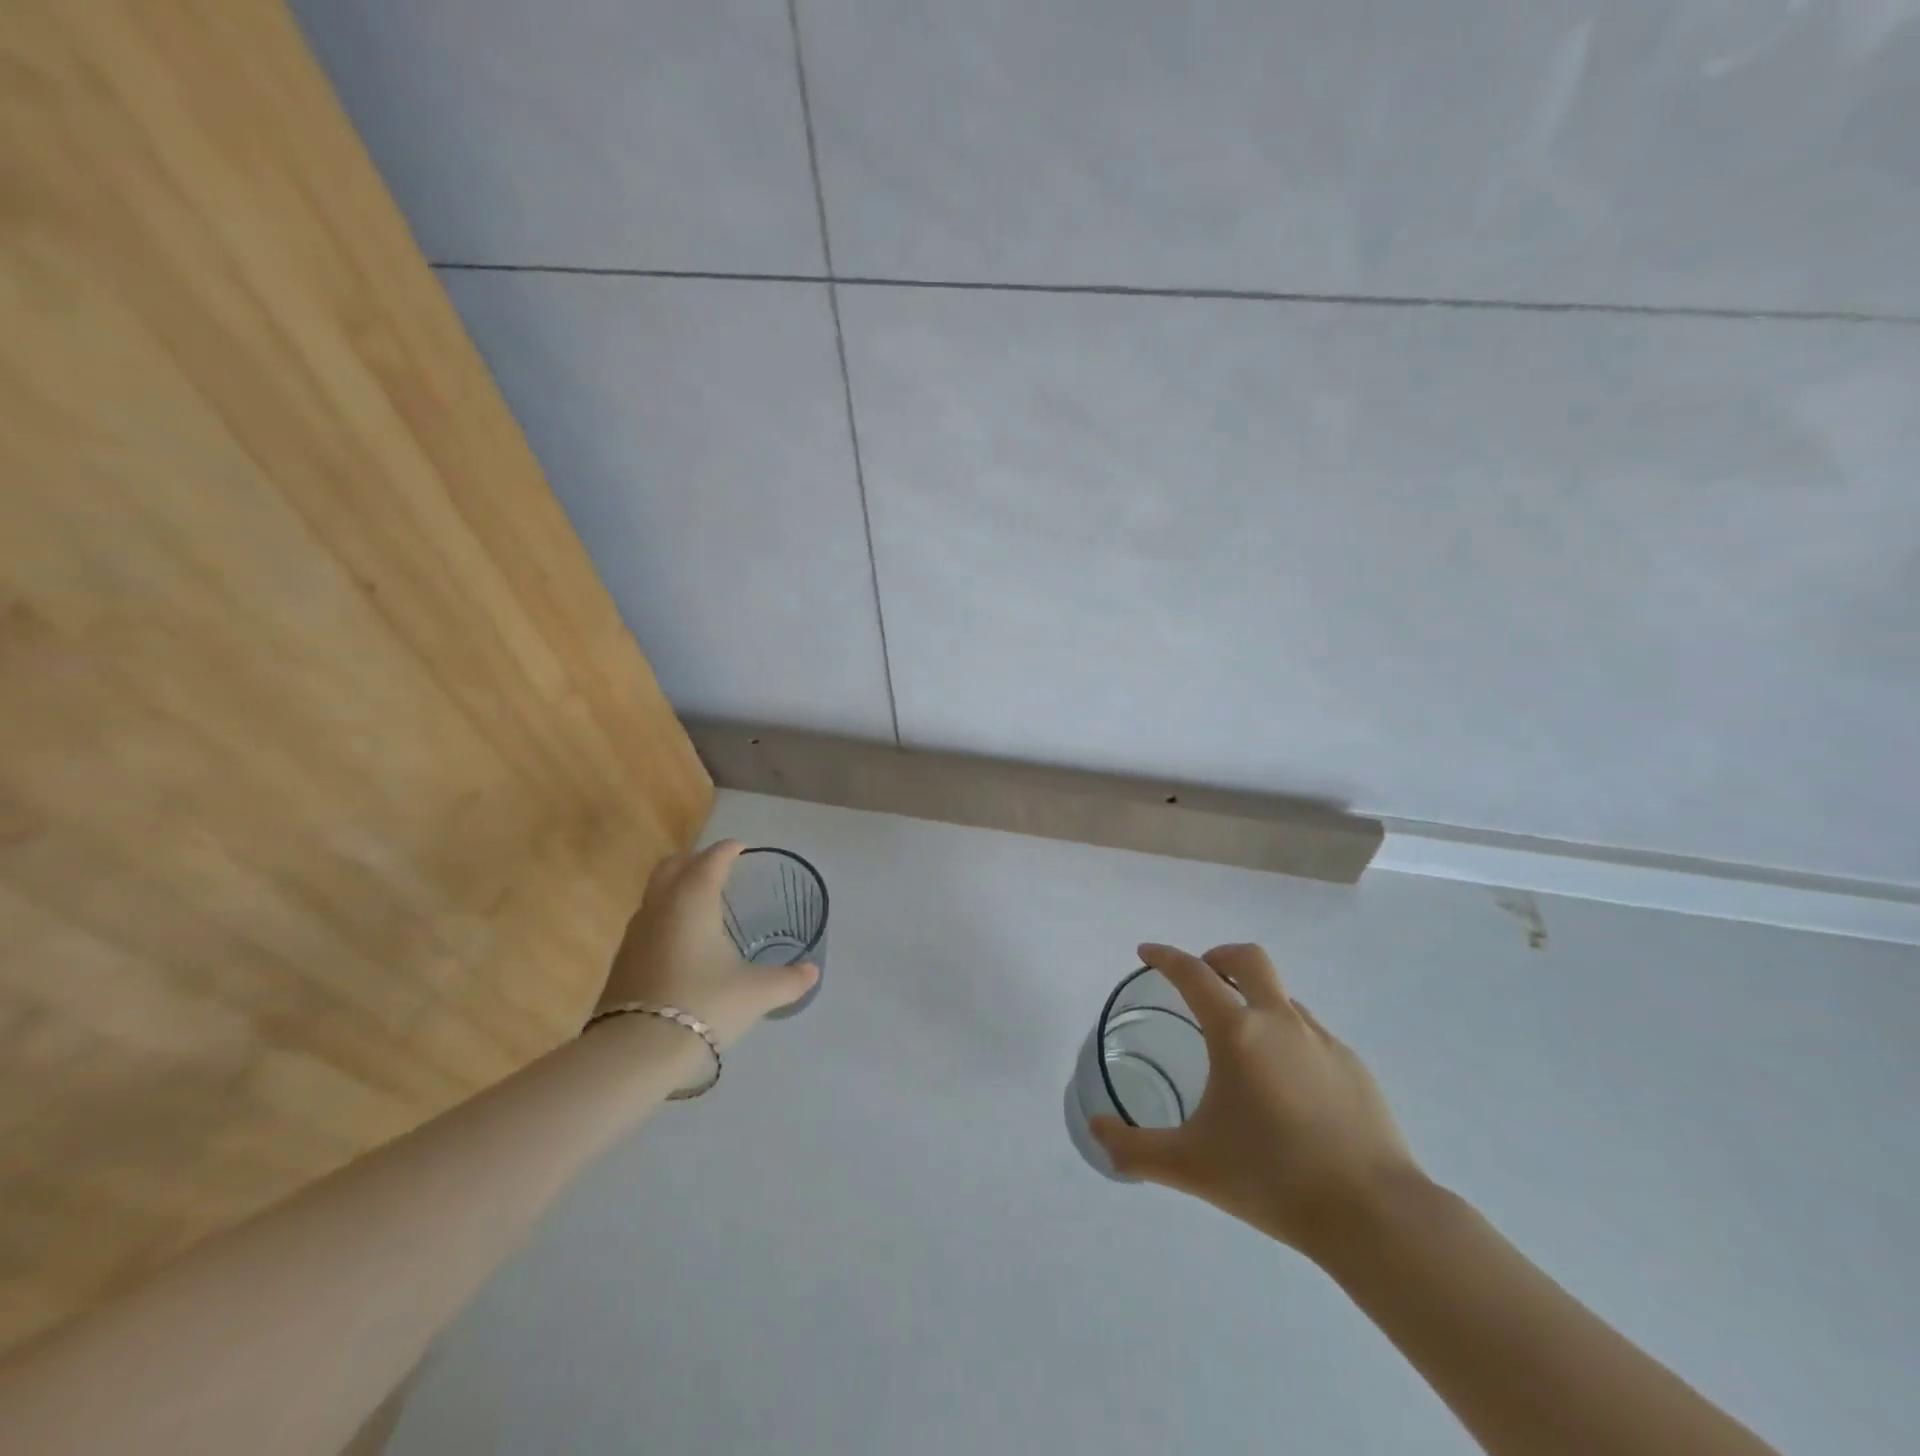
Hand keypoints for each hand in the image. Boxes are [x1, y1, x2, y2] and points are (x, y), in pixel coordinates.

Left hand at [593, 841, 817, 1048]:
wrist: (635, 1053)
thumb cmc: (704, 1005)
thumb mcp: (757, 993)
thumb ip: (789, 979)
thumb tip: (812, 972)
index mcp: (693, 900)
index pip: (712, 859)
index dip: (729, 850)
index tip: (744, 850)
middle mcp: (660, 907)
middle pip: (672, 865)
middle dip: (696, 860)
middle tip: (720, 870)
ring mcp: (635, 934)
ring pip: (655, 894)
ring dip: (677, 889)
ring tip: (703, 906)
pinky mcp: (622, 962)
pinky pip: (647, 923)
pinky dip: (666, 919)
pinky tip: (683, 945)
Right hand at [1092, 942, 1424, 1259]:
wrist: (1374, 1215)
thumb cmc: (1272, 1178)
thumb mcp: (1191, 1166)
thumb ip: (1135, 1149)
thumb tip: (1095, 1132)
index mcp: (1237, 1033)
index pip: (1193, 975)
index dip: (1165, 957)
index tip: (1147, 952)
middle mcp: (1280, 1022)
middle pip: (1248, 959)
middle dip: (1219, 957)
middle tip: (1202, 981)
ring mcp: (1323, 1041)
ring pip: (1282, 997)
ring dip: (1255, 1001)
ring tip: (1241, 1047)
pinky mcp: (1354, 1067)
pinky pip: (1310, 1034)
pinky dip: (1286, 1038)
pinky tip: (1286, 1088)